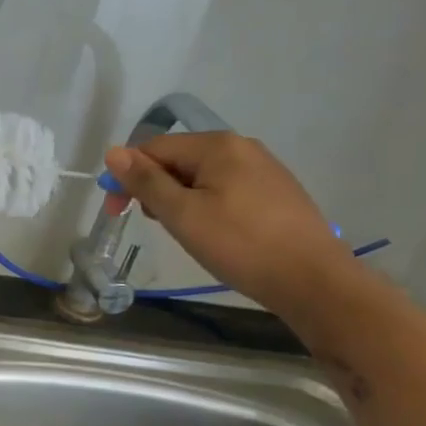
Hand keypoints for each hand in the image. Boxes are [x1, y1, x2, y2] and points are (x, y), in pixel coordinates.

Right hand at [102, 133, 361, 314]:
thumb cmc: (239, 244)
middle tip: (153, 224)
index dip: (127, 175)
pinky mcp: (276, 192)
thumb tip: (113, 152)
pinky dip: (205, 204)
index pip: (154, 147)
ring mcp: (263, 168)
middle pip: (178, 158)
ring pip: (201, 175)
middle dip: (154, 187)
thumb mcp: (182, 214)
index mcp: (217, 145)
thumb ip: (145, 181)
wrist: (312, 280)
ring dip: (178, 198)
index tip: (116, 211)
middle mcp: (242, 147)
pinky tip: (211, 231)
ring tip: (182, 231)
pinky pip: (225, 188)